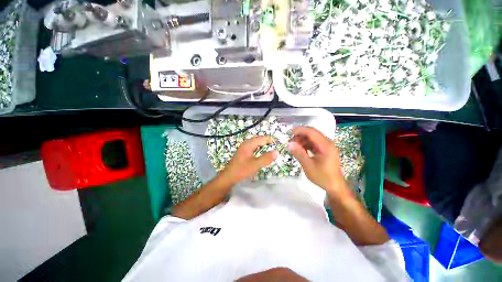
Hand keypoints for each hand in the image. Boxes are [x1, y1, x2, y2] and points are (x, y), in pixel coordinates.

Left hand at [220, 136, 277, 183]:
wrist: (228, 177)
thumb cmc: (241, 170)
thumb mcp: (255, 165)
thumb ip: (266, 158)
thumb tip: (276, 151)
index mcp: (248, 145)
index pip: (261, 138)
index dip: (270, 140)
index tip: (278, 143)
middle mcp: (245, 144)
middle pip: (258, 139)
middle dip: (267, 141)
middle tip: (275, 144)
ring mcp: (243, 148)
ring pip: (255, 143)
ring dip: (262, 144)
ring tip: (270, 147)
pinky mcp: (242, 152)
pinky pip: (252, 146)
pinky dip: (258, 147)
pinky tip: (260, 152)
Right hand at [288, 127, 344, 192]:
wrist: (335, 186)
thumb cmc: (322, 177)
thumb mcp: (308, 166)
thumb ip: (299, 153)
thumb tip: (289, 143)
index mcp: (325, 145)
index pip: (311, 132)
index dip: (300, 130)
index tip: (289, 132)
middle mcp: (327, 143)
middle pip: (312, 133)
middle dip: (300, 135)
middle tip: (290, 141)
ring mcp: (327, 146)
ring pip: (312, 138)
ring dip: (302, 140)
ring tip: (294, 146)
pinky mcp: (325, 150)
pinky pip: (314, 143)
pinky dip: (306, 144)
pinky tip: (300, 149)